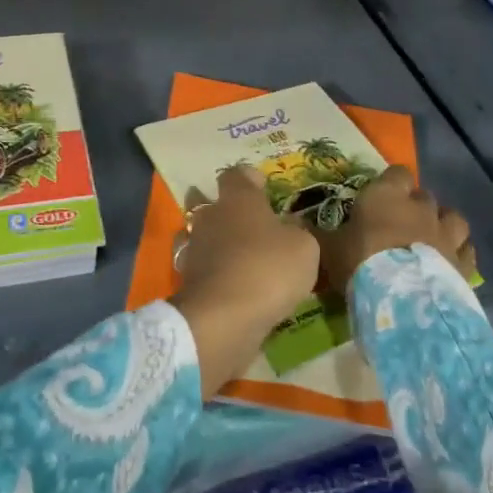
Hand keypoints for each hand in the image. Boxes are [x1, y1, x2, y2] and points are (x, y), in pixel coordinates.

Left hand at [169, 165, 319, 395]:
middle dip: (230, 211)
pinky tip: (234, 284)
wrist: (224, 318)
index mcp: (238, 198)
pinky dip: (216, 271)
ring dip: (220, 242)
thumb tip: (291, 229)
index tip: (264, 188)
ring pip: (205, 235)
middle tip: (254, 226)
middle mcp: (211, 215)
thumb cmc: (268, 269)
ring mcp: (195, 248)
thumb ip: (298, 233)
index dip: (250, 178)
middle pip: (213, 202)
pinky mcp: (188, 279)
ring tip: (243, 258)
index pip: (237, 174)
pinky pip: (204, 267)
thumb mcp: (304, 248)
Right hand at [316, 165, 474, 300]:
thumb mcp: (328, 250)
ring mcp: (446, 234)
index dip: (391, 183)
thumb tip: (295, 227)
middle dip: (415, 206)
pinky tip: (450, 263)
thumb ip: (318, 236)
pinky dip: (460, 253)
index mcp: (387, 195)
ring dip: (443, 224)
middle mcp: (420, 208)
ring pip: (453, 217)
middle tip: (400, 224)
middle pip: (424, 195)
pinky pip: (467, 250)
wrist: (402, 300)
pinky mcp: (463, 262)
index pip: (397, 173)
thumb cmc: (360, 263)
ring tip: (431, 238)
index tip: (380, 197)